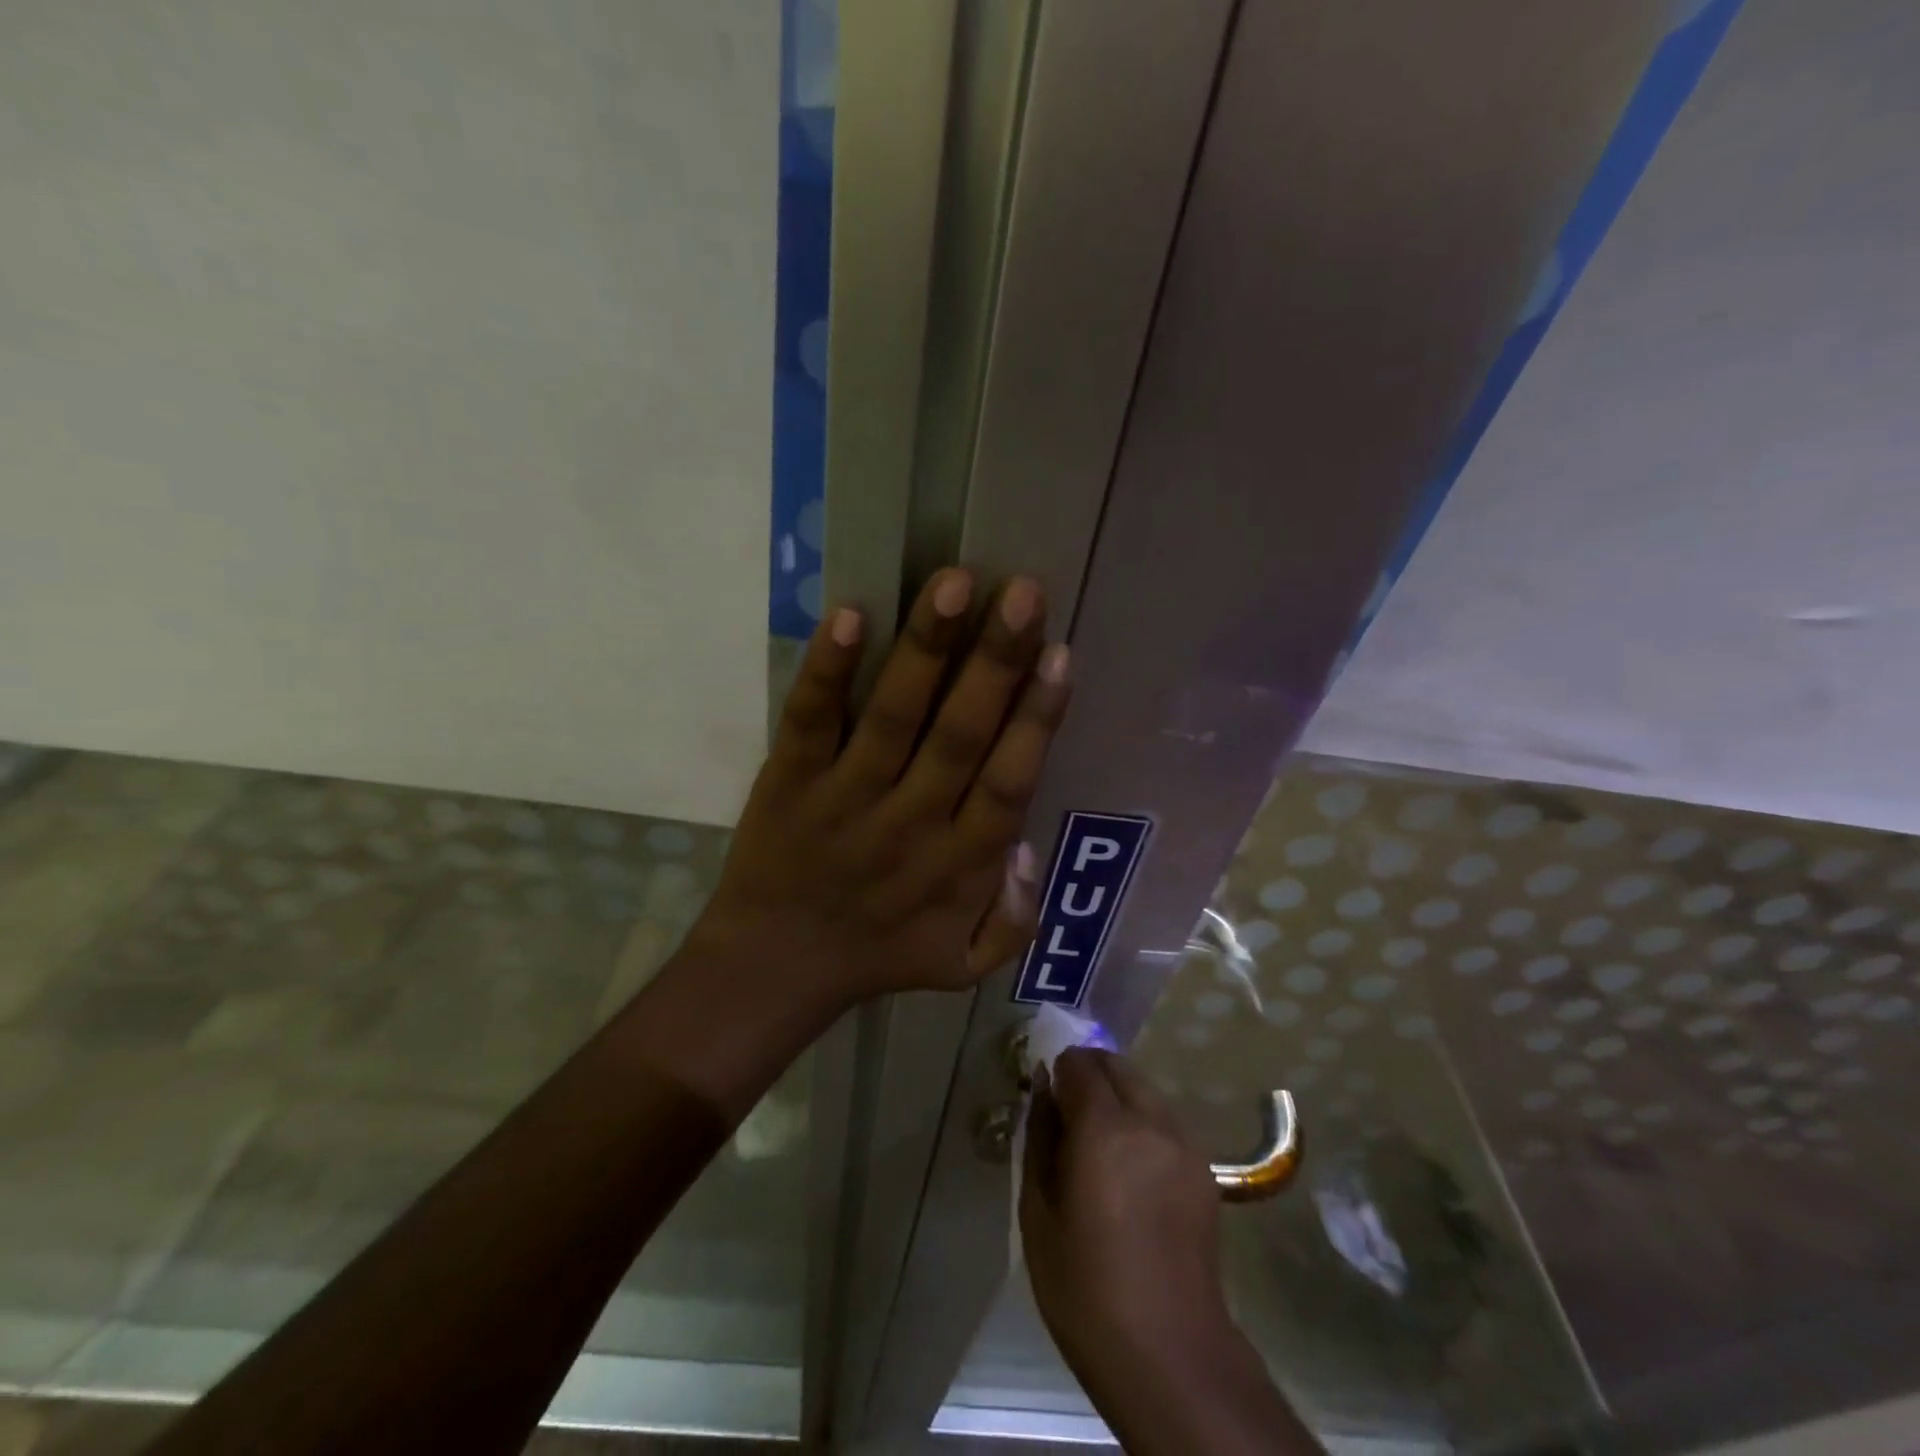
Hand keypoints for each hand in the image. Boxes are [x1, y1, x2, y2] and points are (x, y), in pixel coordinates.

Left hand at [694, 568, 1069, 1007]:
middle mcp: (909, 823)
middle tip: (1023, 593)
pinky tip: (849, 615)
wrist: (772, 968)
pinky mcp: (789, 781)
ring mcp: (845, 798)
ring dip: (925, 649)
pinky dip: (828, 671)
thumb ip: (1015, 920)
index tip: (1060, 655)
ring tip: (954, 583)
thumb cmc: (878, 954)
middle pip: (960, 735)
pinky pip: (810, 721)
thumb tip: (1029, 847)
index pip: (1008, 782)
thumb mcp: (964, 964)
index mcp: (959, 864)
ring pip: (894, 716)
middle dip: (995, 661)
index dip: (1037, 719)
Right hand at [1021, 1047, 1232, 1377]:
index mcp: (1104, 1127)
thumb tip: (1041, 1088)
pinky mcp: (1204, 1170)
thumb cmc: (1085, 1285)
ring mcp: (1184, 1144)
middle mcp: (1150, 1121)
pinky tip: (1132, 1169)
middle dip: (1090, 1074)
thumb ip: (1039, 1136)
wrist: (1168, 1353)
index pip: (1080, 1064)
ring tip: (1101, 1142)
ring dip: (1120, 1096)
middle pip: (1118, 1066)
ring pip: (1146, 1090)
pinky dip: (1145, 1122)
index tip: (1046, 1096)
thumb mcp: (1038, 1210)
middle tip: (1069, 1112)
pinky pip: (1167, 1122)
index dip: (1059, 1070)